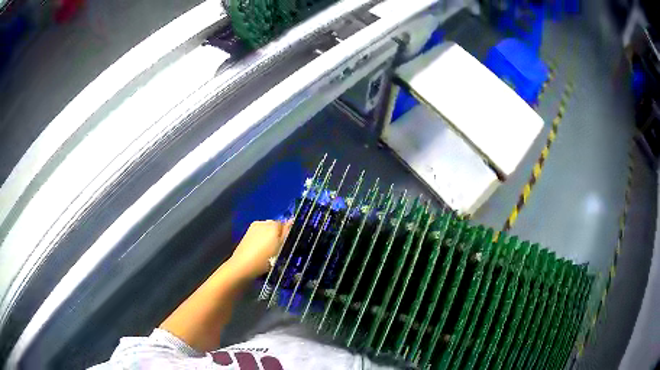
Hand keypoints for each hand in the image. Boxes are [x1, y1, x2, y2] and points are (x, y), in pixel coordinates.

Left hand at [228, 220, 291, 279]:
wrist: (242, 266)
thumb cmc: (265, 259)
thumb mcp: (281, 248)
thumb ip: (287, 233)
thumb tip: (292, 221)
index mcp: (273, 224)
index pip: (286, 225)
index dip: (287, 236)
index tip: (287, 246)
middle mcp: (263, 222)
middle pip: (275, 227)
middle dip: (277, 236)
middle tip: (279, 250)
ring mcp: (253, 228)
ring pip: (266, 232)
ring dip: (269, 239)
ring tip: (269, 253)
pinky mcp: (246, 235)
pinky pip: (258, 236)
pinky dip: (261, 242)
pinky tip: (260, 253)